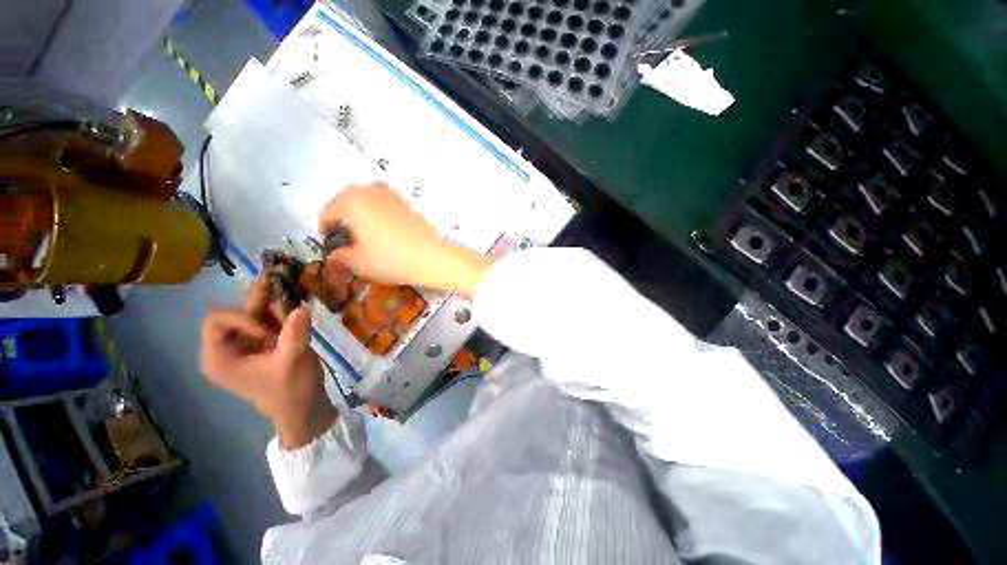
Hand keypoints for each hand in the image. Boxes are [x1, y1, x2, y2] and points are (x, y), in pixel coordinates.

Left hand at [200, 278, 335, 448]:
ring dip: (269, 300)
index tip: (268, 331)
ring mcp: (245, 346)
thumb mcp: (292, 362)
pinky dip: (279, 310)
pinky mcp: (262, 345)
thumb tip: (303, 306)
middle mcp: (226, 349)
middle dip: (258, 300)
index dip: (242, 319)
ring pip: (253, 314)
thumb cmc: (291, 391)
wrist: (304, 408)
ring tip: (282, 279)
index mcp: (219, 358)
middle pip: (237, 315)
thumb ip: (295, 334)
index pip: (216, 323)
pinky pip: (267, 321)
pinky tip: (291, 298)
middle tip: (275, 278)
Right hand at [318, 183, 492, 298]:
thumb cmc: (392, 259)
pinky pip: (385, 206)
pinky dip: (379, 215)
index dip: (325, 228)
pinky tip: (385, 233)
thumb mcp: (358, 262)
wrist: (431, 258)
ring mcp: (393, 196)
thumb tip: (335, 255)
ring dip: (361, 213)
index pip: (328, 211)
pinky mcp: (408, 205)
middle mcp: (372, 191)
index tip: (327, 240)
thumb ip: (340, 257)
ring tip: (364, 234)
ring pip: (368, 201)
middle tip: (344, 238)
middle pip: (347, 201)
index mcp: (352, 200)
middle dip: (342, 218)